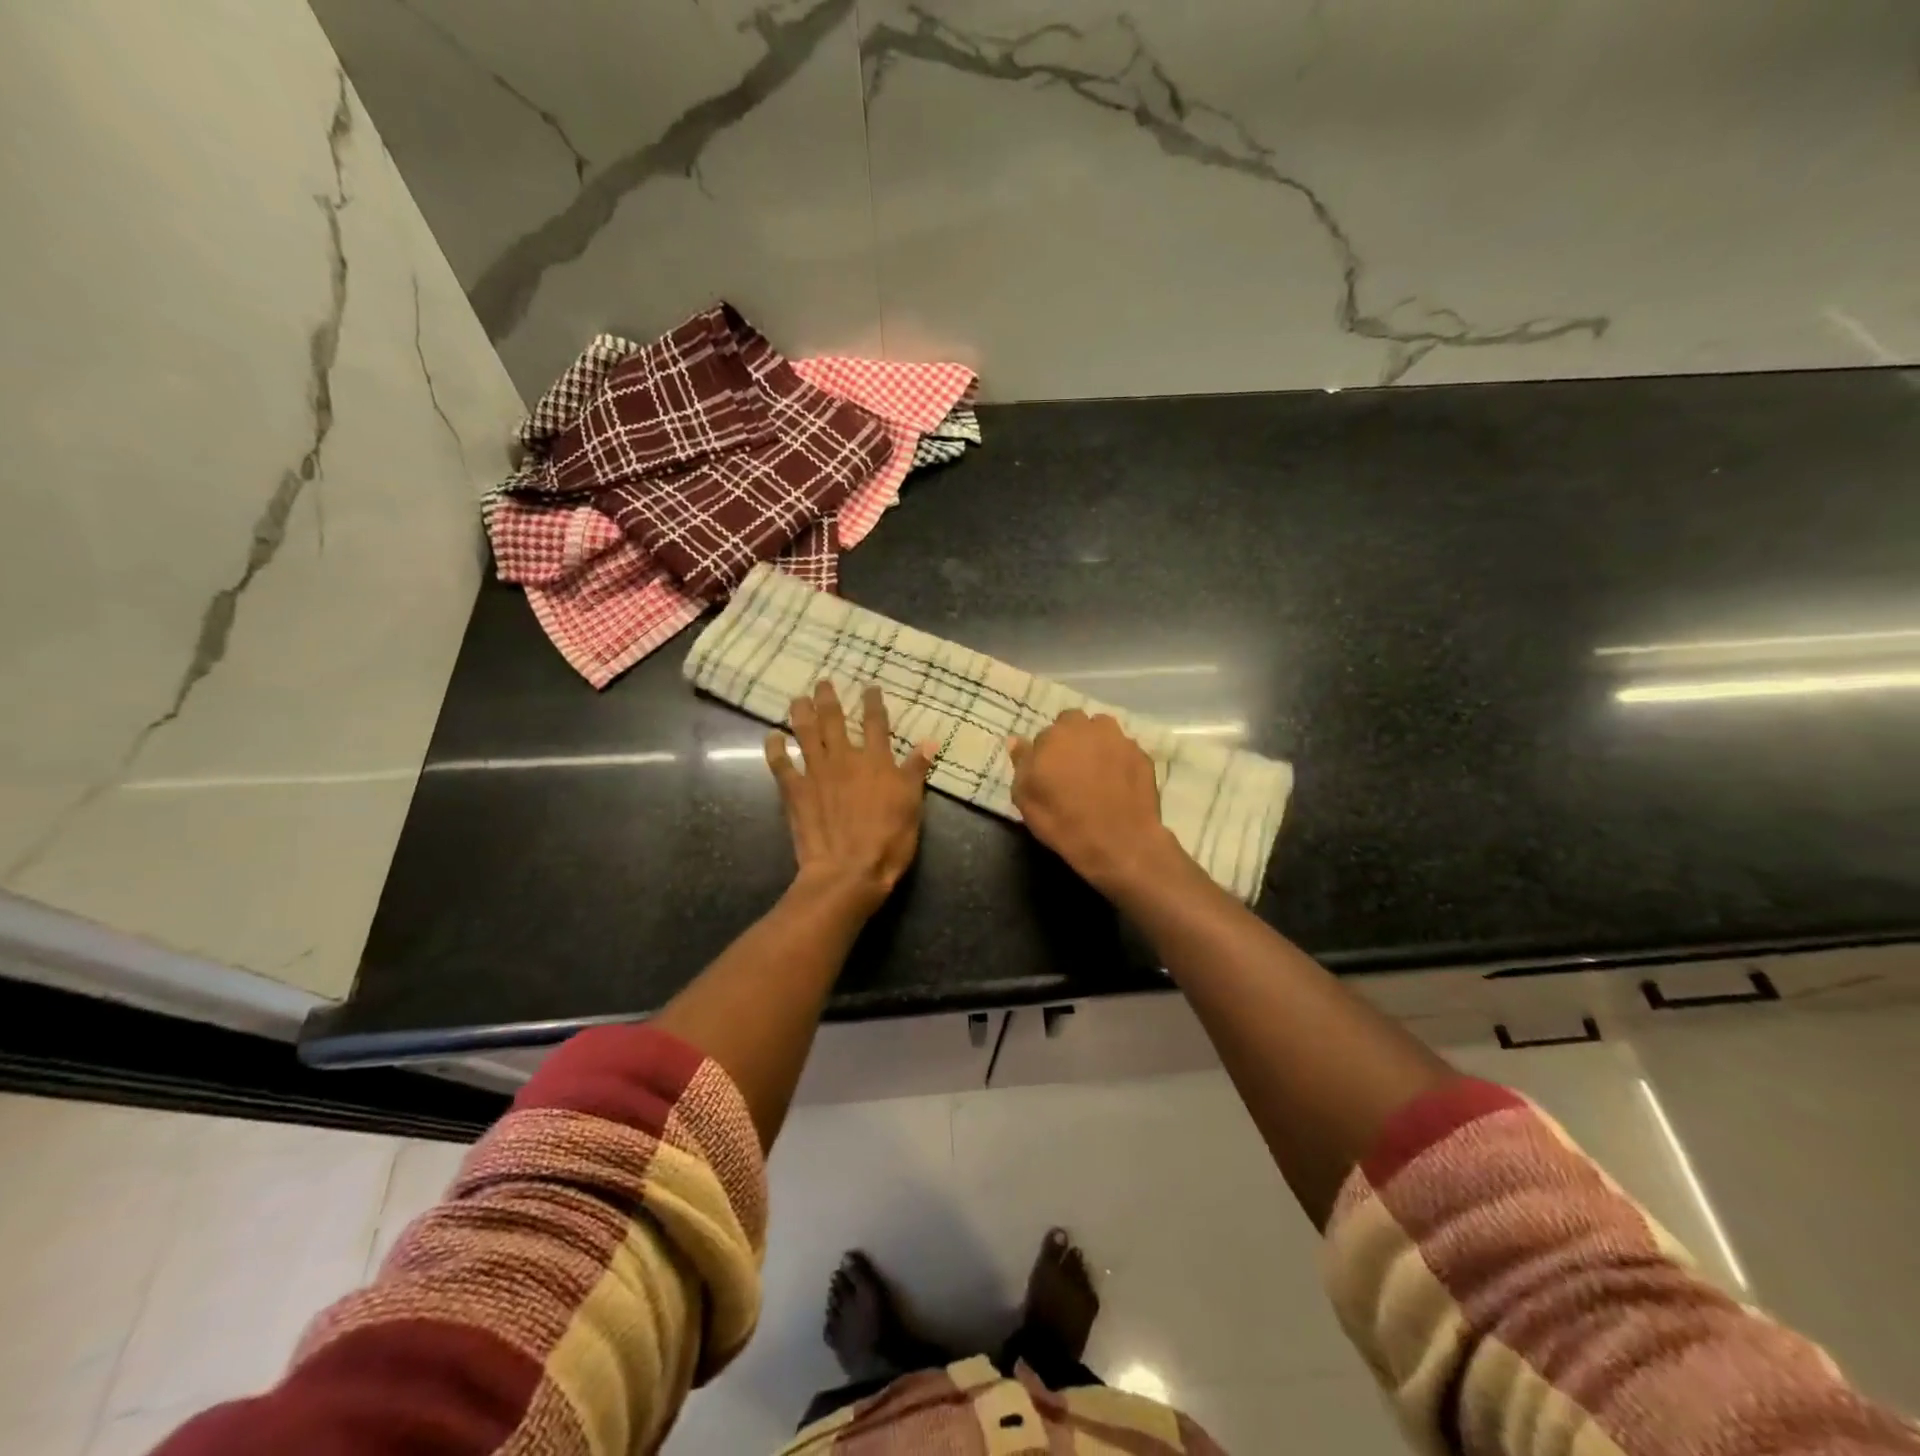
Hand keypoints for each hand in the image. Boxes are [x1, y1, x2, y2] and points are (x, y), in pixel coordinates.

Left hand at [767, 681, 937, 914]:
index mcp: (876, 761)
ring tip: (798, 698)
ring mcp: (816, 773)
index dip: (873, 703)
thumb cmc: (887, 839)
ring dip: (801, 713)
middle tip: (823, 683)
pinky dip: (775, 747)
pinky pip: (780, 763)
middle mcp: (844, 758)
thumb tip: (928, 741)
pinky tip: (772, 736)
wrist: (848, 870)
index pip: (876, 724)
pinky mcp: (794, 791)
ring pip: (805, 733)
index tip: (869, 687)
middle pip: (834, 720)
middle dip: (829, 698)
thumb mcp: (912, 804)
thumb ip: (916, 771)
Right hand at [1009, 709, 1188, 895]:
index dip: (1046, 752)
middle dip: (1071, 739)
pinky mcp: (1142, 755)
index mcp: (1056, 735)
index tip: (1048, 772)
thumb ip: (1021, 763)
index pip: (1045, 733)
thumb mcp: (1026, 798)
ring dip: (1096, 744)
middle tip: (1071, 768)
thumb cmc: (1063, 821)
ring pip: (1103, 731)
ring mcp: (1119, 739)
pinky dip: (1119, 761)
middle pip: (1075, 723)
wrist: (1119, 842)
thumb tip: (1016, 740)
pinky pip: (1124, 751)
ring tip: (1096, 772)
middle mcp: (1088, 728)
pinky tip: (1118, 784)